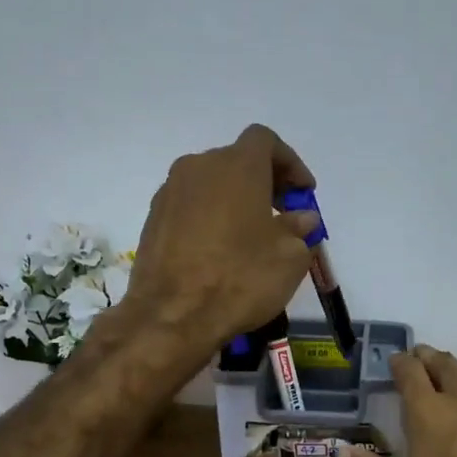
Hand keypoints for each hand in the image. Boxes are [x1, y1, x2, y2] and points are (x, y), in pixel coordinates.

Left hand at [122, 124, 320, 356]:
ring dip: (235, 200)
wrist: (172, 315)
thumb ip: (299, 229)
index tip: (303, 193)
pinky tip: (220, 250)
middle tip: (282, 214)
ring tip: (251, 236)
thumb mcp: (289, 257)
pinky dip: (210, 217)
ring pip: (211, 184)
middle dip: (263, 182)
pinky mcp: (152, 219)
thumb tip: (300, 218)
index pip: (265, 141)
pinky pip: (190, 206)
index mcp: (237, 166)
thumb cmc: (241, 278)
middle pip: (237, 160)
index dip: (290, 162)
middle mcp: (199, 167)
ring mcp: (170, 192)